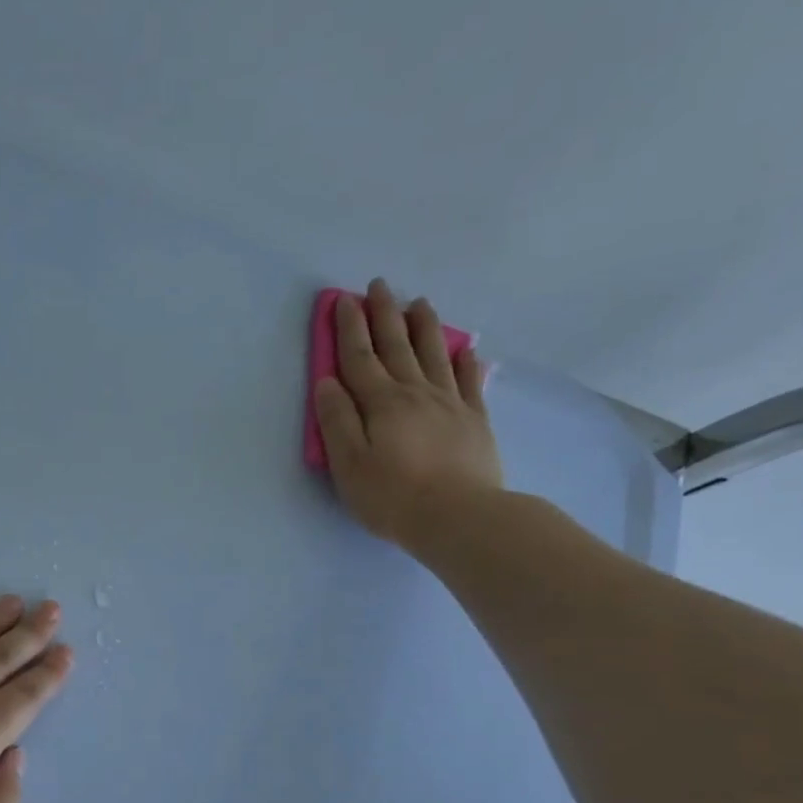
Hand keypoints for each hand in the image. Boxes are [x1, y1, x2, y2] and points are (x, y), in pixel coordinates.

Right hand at [314, 279, 502, 551]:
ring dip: (424, 327)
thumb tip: (327, 383)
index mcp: (381, 403)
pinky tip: (465, 349)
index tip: (343, 300)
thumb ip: (337, 421)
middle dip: (385, 314)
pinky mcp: (475, 421)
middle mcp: (416, 393)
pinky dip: (464, 361)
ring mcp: (450, 404)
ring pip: (434, 355)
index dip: (349, 328)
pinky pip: (469, 382)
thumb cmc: (392, 497)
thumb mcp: (348, 465)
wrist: (459, 517)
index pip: (359, 358)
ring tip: (419, 302)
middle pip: (397, 347)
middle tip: (379, 285)